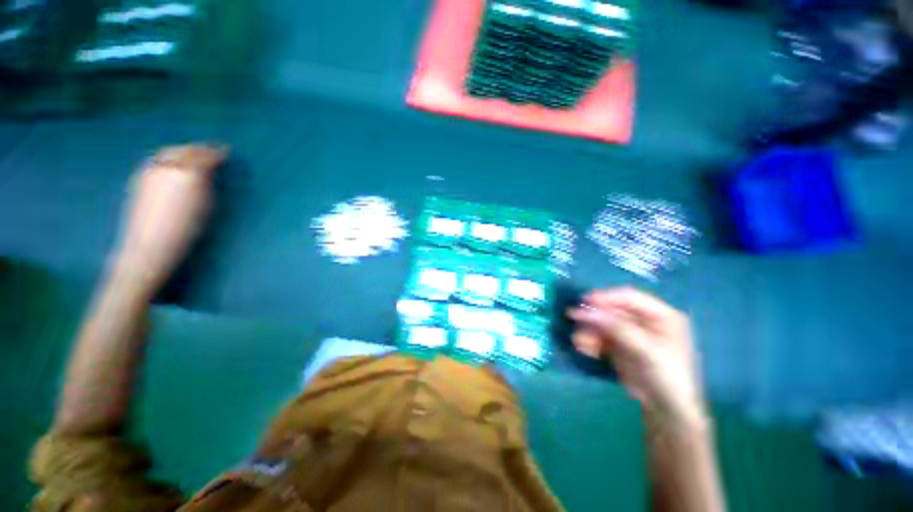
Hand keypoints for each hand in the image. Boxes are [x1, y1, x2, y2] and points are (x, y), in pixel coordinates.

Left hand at [113, 144, 228, 294]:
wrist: (149, 247)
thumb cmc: (186, 230)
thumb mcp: (206, 205)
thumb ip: (208, 183)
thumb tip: (211, 170)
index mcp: (188, 173)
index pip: (205, 156)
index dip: (217, 152)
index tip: (226, 150)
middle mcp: (167, 166)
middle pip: (185, 149)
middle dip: (199, 149)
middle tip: (211, 151)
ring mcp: (150, 171)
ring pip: (169, 152)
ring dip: (183, 151)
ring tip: (193, 155)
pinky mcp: (139, 179)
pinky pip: (158, 160)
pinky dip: (169, 158)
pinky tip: (173, 166)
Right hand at [568, 287, 706, 426]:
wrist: (667, 410)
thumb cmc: (667, 375)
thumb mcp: (646, 349)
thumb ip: (617, 327)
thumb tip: (585, 311)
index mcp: (661, 315)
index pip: (629, 297)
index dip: (606, 297)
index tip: (584, 300)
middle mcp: (645, 321)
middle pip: (613, 310)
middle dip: (594, 316)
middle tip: (574, 317)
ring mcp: (631, 333)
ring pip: (604, 324)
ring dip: (589, 330)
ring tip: (578, 340)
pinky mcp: (620, 346)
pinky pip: (601, 337)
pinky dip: (591, 341)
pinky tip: (583, 348)